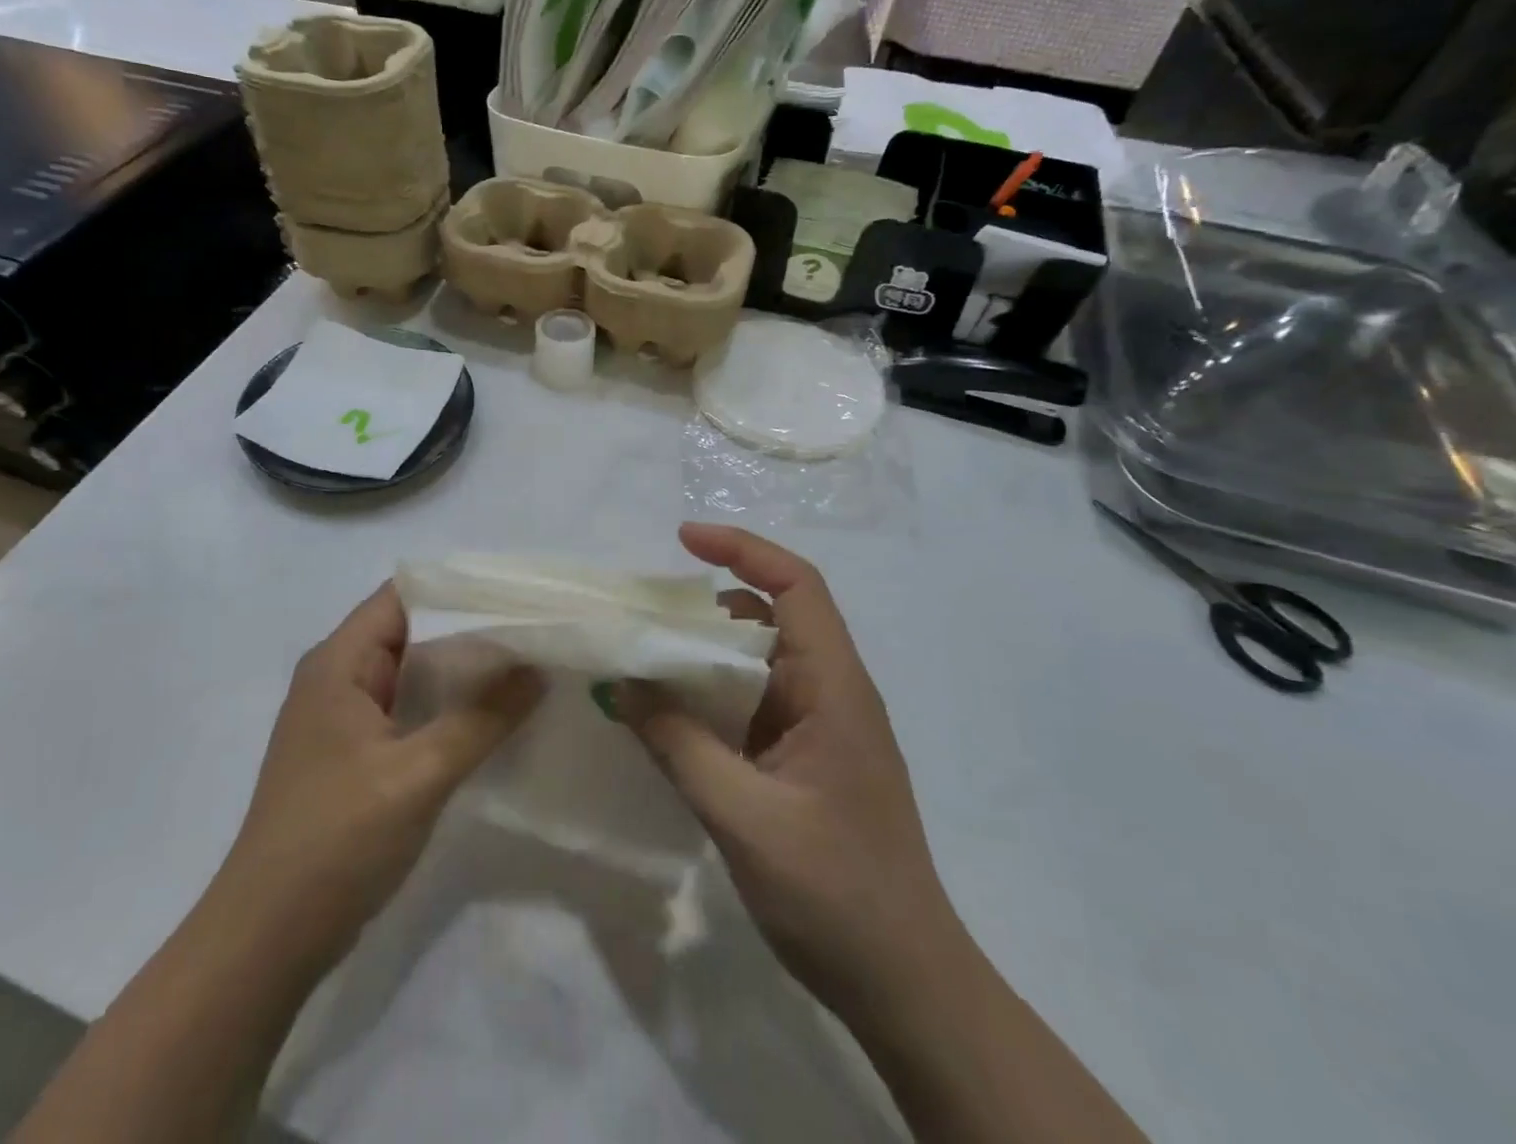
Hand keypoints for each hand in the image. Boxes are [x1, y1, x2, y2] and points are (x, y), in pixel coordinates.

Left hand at [213, 583, 543, 983]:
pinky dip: (448, 707)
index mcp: (339, 662)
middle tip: (535, 630)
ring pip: (413, 674)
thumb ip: (482, 718)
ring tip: (527, 665)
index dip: (459, 588)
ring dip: (463, 671)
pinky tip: (493, 717)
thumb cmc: (336, 840)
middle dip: (471, 629)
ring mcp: (345, 719)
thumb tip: (537, 669)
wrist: (267, 940)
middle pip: (412, 630)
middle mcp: (338, 678)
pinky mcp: (355, 756)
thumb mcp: (418, 774)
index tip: (517, 594)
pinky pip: (409, 711)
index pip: (404, 595)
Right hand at [612, 523, 964, 1036]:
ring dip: (703, 654)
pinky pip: (751, 704)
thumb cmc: (836, 895)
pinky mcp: (803, 759)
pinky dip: (709, 696)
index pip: (797, 586)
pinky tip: (668, 715)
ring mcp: (818, 728)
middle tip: (642, 612)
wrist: (907, 988)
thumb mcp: (743, 816)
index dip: (744, 549)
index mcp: (835, 688)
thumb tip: (619, 685)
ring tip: (643, 659)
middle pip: (769, 617)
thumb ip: (677, 745)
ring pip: (756, 662)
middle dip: (707, 604)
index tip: (684, 539)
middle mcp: (830, 693)